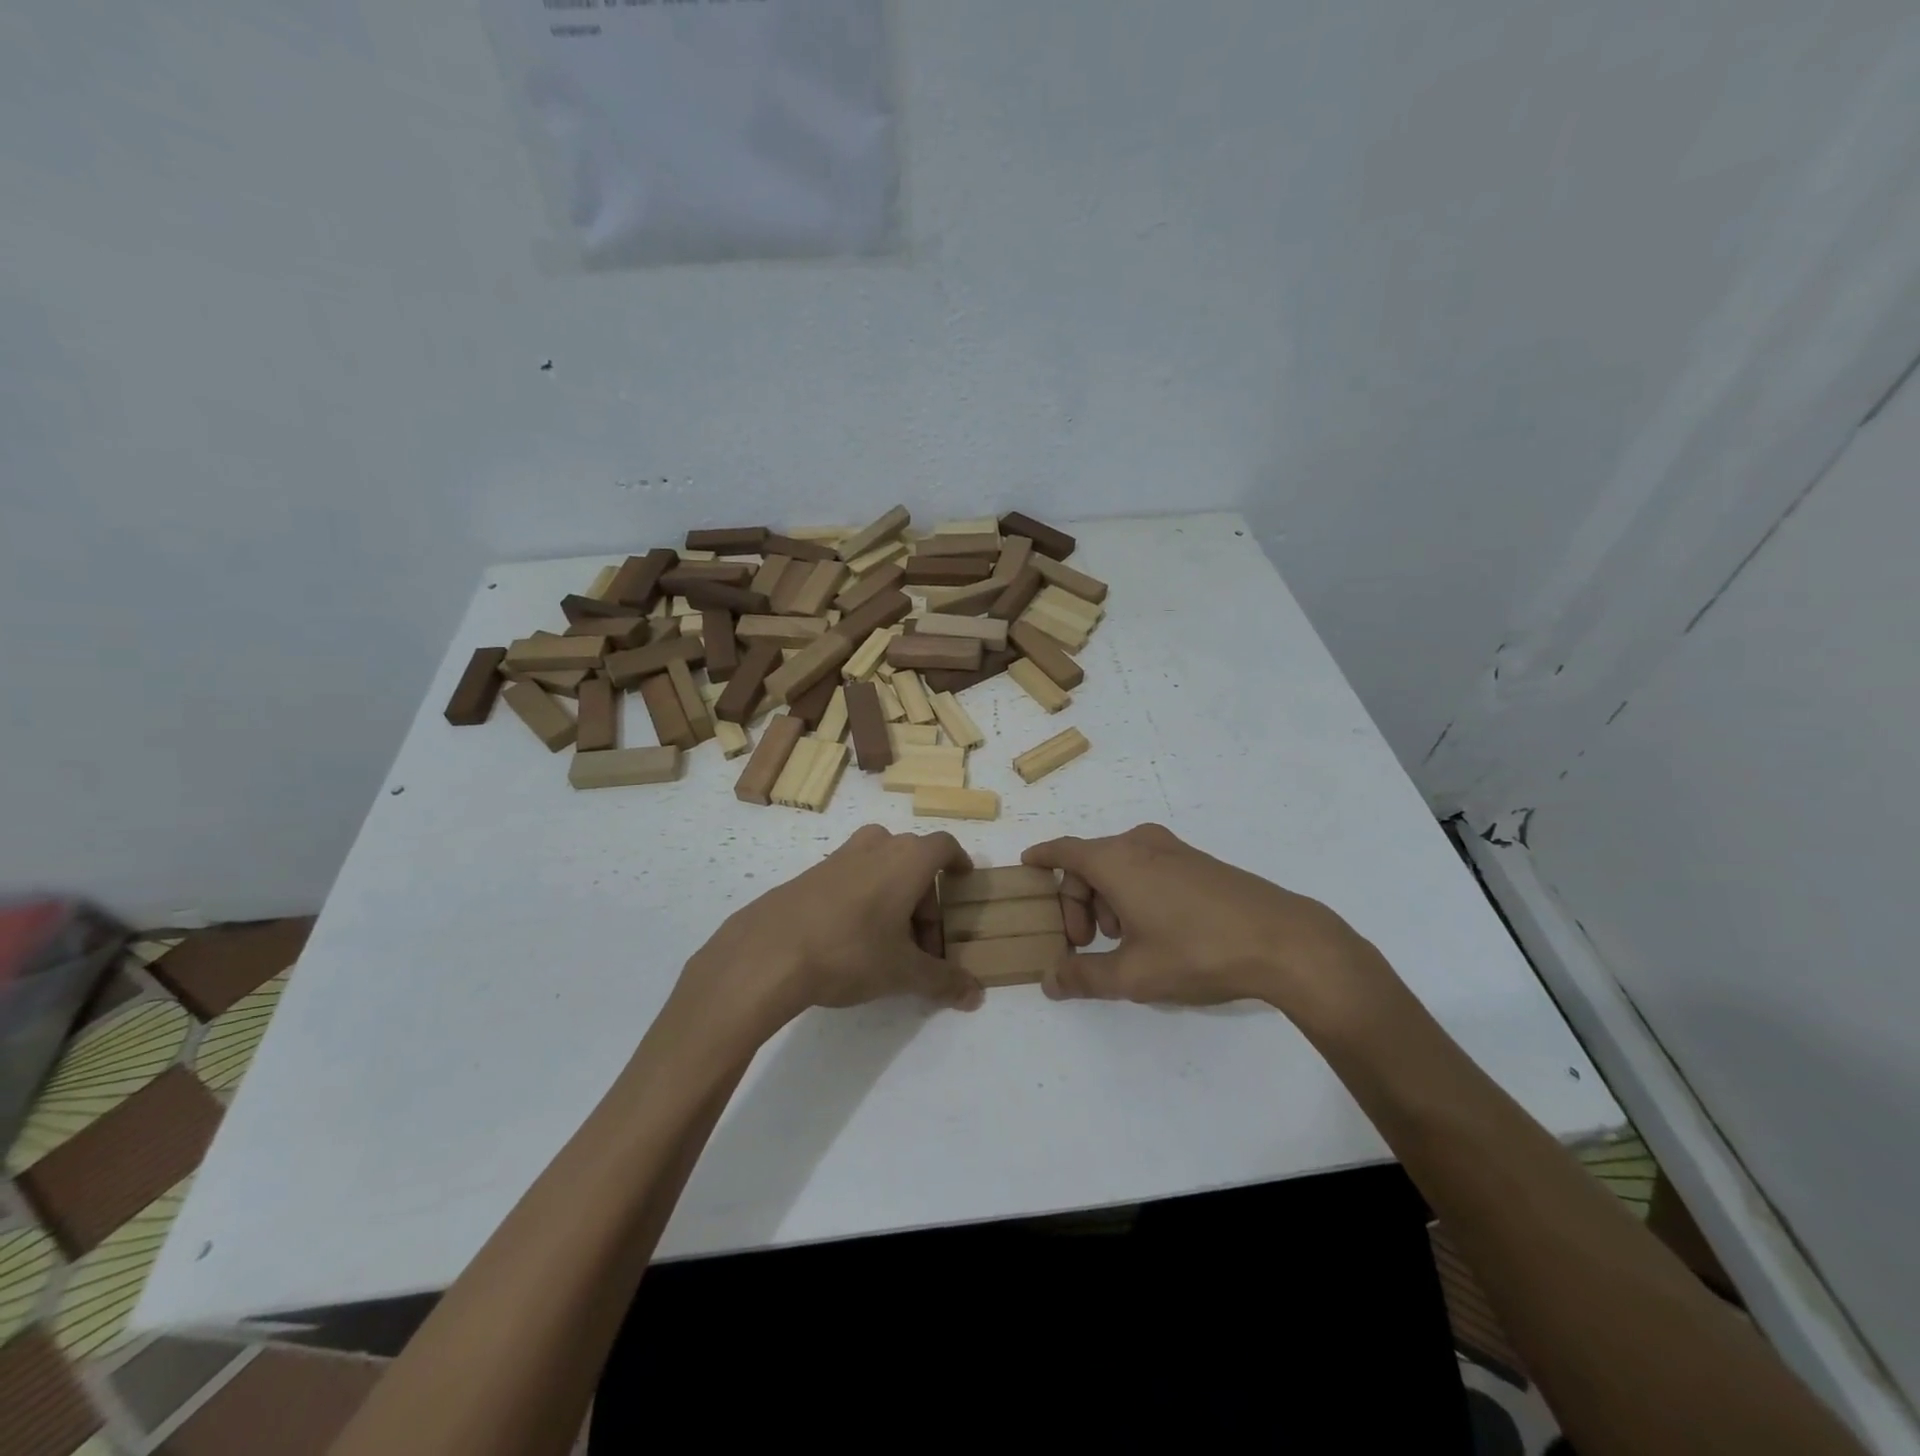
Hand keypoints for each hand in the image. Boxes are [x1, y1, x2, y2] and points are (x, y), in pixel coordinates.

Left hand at [673, 825, 984, 1037]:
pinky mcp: (811, 872)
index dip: (958, 861)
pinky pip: (852, 876)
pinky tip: (851, 938)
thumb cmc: (851, 952)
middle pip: (914, 861)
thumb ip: (943, 981)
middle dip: (926, 900)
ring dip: (894, 895)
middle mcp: (877, 846)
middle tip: (922, 944)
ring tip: (888, 940)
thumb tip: (976, 995)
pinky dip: (864, 897)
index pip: (944, 846)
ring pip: (881, 866)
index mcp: (908, 859)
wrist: (769, 951)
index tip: (963, 881)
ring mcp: (840, 856)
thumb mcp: (903, 973)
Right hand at [1023, 824, 1393, 1024]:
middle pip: (1089, 863)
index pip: (1063, 850)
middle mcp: (1139, 844)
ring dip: (1107, 901)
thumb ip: (1084, 977)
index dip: (1041, 858)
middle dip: (1077, 902)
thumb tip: (1050, 981)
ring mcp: (1172, 850)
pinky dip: (1133, 893)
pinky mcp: (1197, 862)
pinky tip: (1154, 932)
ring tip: (1123, 944)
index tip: (1026, 868)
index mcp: (1116, 860)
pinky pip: (1146, 869)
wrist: (1285, 941)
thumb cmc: (1198, 951)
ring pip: (1119, 867)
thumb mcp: (1134, 975)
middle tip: (1085, 944)